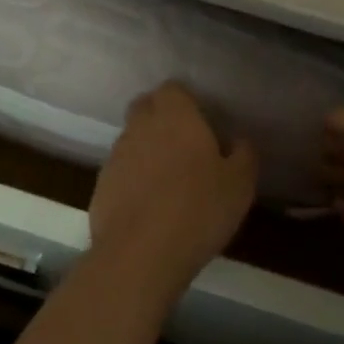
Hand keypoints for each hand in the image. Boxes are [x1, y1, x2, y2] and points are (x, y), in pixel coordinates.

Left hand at [88, 82, 258, 302]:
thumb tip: (239, 140)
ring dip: (147, 150)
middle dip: (161, 118)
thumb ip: (243, 154)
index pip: (172, 89)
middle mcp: (140, 127)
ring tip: (168, 181)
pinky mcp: (100, 186)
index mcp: (175, 116)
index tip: (201, 122)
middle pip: (145, 107)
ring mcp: (116, 156)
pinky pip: (120, 171)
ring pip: (131, 140)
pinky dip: (132, 180)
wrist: (140, 254)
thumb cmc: (198, 209)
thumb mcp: (240, 183)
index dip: (186, 102)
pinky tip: (149, 207)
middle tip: (185, 146)